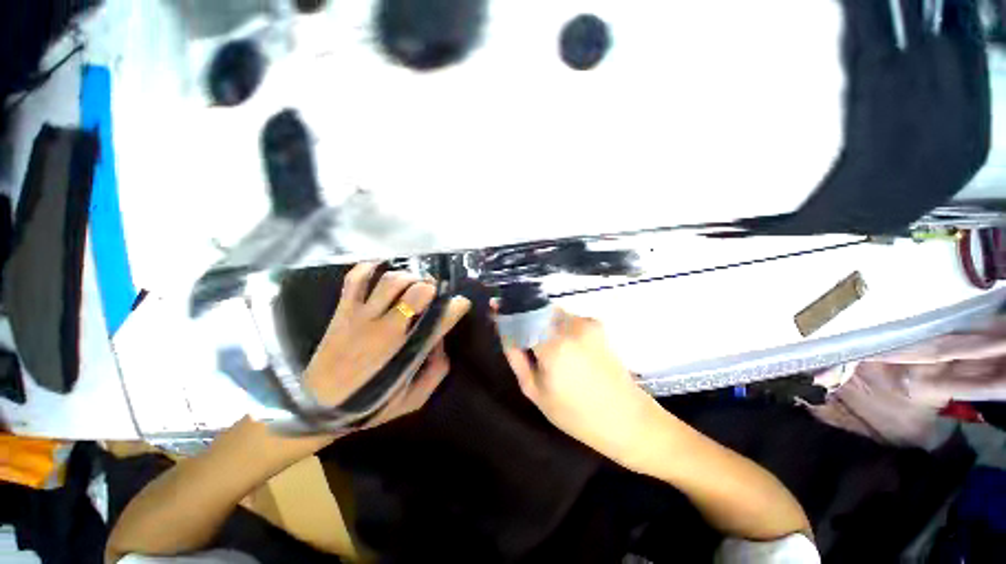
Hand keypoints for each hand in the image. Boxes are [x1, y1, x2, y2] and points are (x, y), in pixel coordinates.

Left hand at [304, 263, 470, 425]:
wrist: (316, 408)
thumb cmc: (369, 405)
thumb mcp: (413, 400)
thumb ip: (435, 372)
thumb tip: (441, 343)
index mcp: (407, 351)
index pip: (441, 320)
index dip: (456, 307)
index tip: (461, 304)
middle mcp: (387, 328)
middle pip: (417, 293)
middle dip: (432, 287)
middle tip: (434, 290)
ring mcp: (362, 316)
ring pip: (391, 281)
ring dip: (408, 276)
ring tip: (412, 282)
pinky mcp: (343, 311)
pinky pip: (354, 280)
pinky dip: (368, 267)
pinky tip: (380, 265)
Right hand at [498, 307, 659, 465]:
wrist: (628, 420)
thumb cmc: (577, 415)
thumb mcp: (536, 392)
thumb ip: (516, 357)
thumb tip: (505, 331)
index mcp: (553, 345)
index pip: (521, 315)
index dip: (506, 309)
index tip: (495, 305)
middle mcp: (570, 325)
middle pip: (537, 308)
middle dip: (524, 315)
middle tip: (521, 334)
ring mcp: (587, 322)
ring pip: (552, 312)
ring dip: (542, 321)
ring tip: (544, 346)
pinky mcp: (597, 325)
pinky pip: (568, 318)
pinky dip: (558, 326)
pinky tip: (565, 349)